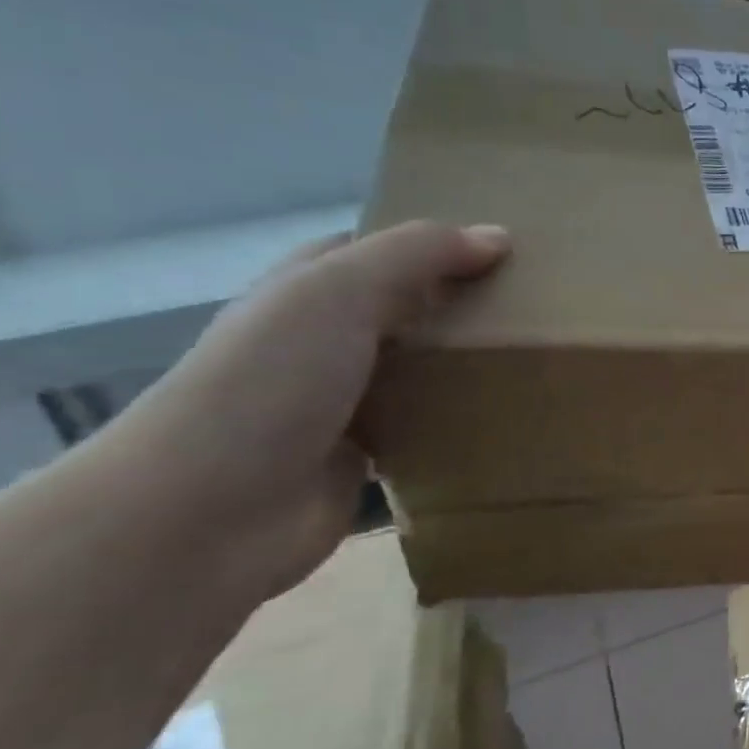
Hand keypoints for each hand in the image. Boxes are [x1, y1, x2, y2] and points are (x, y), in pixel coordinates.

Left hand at [97, 221, 508, 605]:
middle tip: (535, 306)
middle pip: (406, 310)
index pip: (377, 251)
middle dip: (461, 306)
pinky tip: (506, 413)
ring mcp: (341, 402)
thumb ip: (417, 254)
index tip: (505, 251)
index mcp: (306, 291)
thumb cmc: (271, 383)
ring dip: (464, 366)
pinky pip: (424, 425)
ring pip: (419, 370)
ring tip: (536, 357)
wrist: (213, 512)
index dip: (435, 244)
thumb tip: (498, 237)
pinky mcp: (364, 456)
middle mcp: (322, 341)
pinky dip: (458, 419)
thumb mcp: (339, 292)